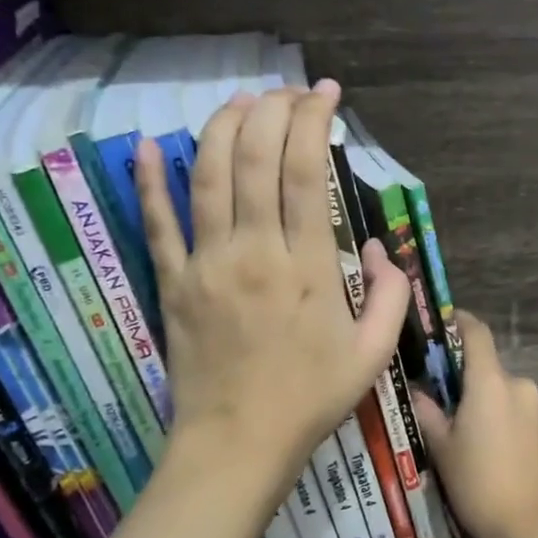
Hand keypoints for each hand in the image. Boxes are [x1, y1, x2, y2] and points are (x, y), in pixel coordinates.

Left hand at [138, 81, 407, 502]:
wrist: (238, 445)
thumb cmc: (310, 399)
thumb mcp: (372, 354)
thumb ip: (389, 295)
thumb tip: (382, 249)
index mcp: (307, 265)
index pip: (305, 172)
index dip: (314, 122)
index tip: (326, 95)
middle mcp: (254, 250)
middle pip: (255, 158)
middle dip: (273, 110)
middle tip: (289, 92)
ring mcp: (206, 263)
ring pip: (208, 176)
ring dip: (222, 127)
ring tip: (241, 100)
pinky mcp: (172, 282)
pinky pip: (156, 223)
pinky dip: (149, 181)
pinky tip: (148, 144)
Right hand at [411, 311, 537, 537]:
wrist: (534, 528)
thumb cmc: (480, 484)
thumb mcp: (443, 449)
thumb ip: (428, 413)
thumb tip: (417, 391)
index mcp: (491, 382)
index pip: (477, 333)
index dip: (459, 321)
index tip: (441, 322)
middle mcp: (519, 385)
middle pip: (487, 368)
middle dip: (464, 379)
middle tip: (438, 401)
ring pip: (502, 393)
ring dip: (483, 402)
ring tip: (461, 433)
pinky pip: (516, 412)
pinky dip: (499, 419)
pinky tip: (486, 450)